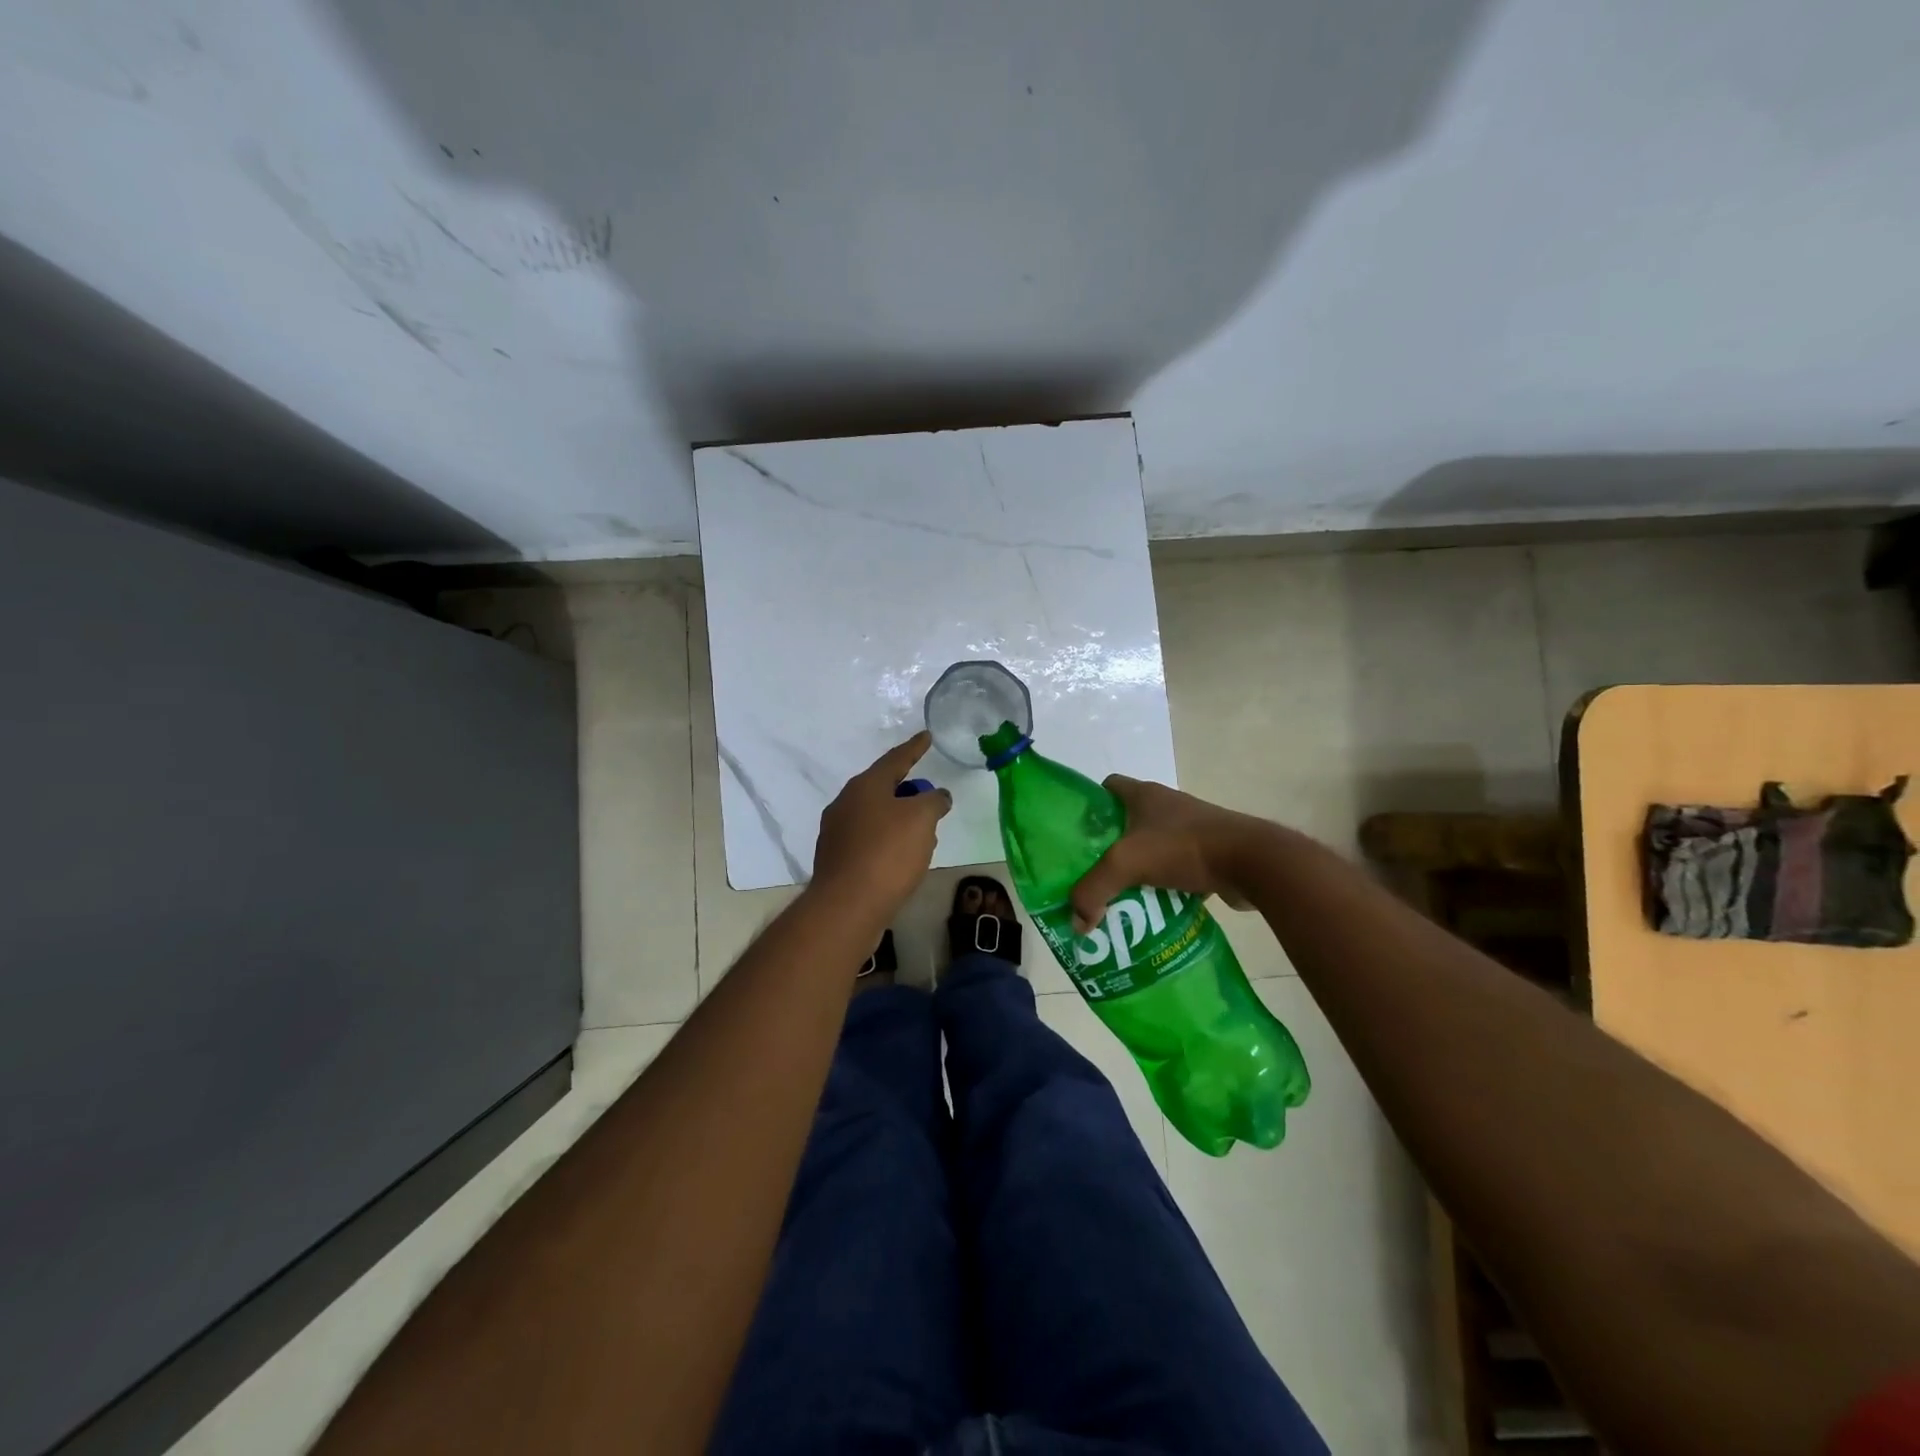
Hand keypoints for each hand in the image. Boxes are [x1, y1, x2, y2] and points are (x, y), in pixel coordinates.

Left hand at [811, 731, 952, 914]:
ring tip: (920, 832)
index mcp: (865, 786)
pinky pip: (867, 841)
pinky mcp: (835, 859)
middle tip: (927, 795)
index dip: (915, 748)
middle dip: (906, 790)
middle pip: (882, 788)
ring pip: (874, 816)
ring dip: (897, 819)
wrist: (847, 905)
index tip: (926, 736)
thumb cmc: (887, 853)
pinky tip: (900, 858)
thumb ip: (934, 801)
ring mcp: (836, 832)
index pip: (895, 759)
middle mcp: (845, 803)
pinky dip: (886, 842)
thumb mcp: (922, 819)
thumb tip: (937, 796)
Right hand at [1070, 775, 1268, 931]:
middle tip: (1090, 874)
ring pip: (1151, 847)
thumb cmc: (1183, 847)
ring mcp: (1190, 829)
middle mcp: (1166, 806)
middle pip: (1126, 821)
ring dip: (1136, 869)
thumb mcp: (1126, 863)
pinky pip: (1175, 868)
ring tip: (1117, 897)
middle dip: (1108, 846)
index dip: (1089, 807)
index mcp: (1143, 794)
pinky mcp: (1208, 853)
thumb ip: (1093, 889)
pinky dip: (1162, 885)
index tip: (1076, 835)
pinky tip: (1152, 908)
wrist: (1251, 861)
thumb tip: (1077, 922)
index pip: (1106, 788)